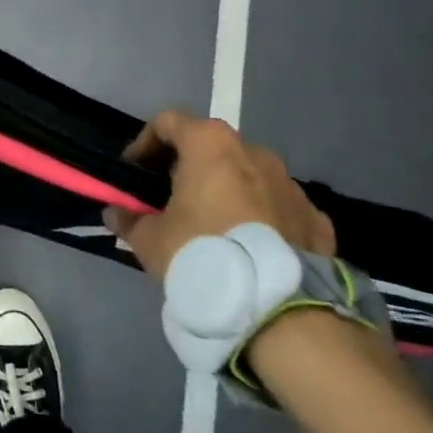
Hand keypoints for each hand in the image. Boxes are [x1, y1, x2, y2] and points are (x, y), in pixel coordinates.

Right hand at [101, 112, 333, 279]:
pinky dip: (262, 218)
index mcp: (210, 144)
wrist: (279, 309)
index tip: (134, 172)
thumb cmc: (202, 254)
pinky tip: (250, 248)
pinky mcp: (316, 219)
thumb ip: (129, 219)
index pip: (168, 122)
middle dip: (188, 168)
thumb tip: (115, 213)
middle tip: (170, 200)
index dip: (145, 143)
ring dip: (227, 191)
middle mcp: (253, 151)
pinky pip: (279, 208)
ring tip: (213, 227)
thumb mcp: (150, 240)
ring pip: (248, 177)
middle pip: (210, 148)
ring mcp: (290, 184)